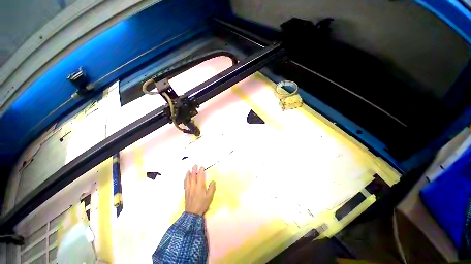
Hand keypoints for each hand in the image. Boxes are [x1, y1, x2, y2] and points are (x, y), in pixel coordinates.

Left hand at [184, 165, 215, 215]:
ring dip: (189, 173)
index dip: (201, 171)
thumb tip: (213, 181)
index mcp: (200, 187)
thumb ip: (211, 188)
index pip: (200, 176)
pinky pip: (185, 183)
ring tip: (189, 169)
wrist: (192, 213)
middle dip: (194, 170)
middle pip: (193, 176)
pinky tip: (185, 178)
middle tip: (195, 165)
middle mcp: (193, 186)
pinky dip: (185, 179)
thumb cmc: (202, 204)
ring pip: (188, 179)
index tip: (202, 167)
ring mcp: (189, 189)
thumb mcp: (209, 197)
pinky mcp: (186, 192)